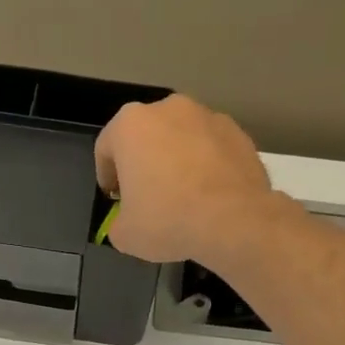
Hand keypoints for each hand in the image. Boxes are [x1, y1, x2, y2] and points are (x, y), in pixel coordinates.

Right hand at [93, 95, 294, 266]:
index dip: (106, 176)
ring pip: (181, 139)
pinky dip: (206, 165)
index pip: (106, 148)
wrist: (234, 219)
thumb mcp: (125, 235)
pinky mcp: (237, 132)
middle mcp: (168, 108)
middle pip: (146, 136)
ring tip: (183, 196)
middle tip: (147, 196)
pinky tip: (210, 195)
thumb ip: (118, 222)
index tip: (114, 198)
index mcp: (131, 126)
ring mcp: (207, 116)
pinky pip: (211, 149)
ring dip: (176, 161)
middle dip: (143, 163)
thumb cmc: (167, 220)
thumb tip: (126, 222)